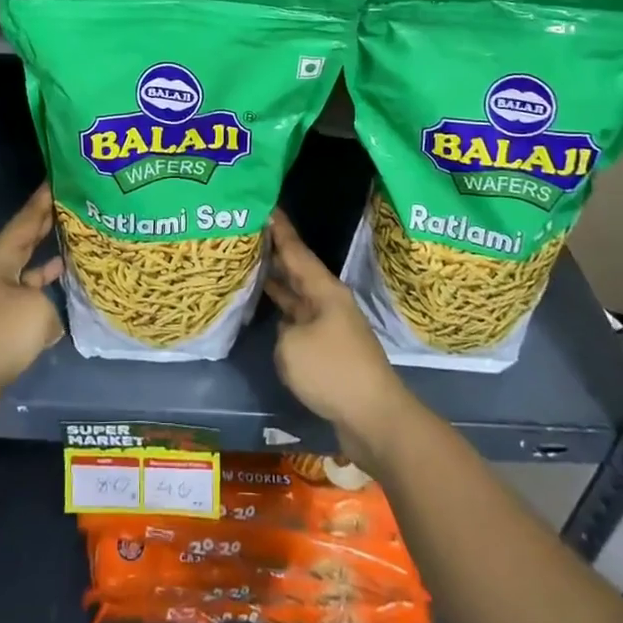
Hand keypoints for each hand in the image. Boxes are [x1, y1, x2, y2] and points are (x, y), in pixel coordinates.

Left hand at [0, 184, 65, 444]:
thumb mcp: (37, 311)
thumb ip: (51, 304)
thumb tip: (48, 318)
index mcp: (0, 259)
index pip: (26, 220)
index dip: (43, 200)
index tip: (59, 178)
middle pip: (26, 243)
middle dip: (47, 226)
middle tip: (75, 206)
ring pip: (29, 275)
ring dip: (50, 264)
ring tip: (77, 249)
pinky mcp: (0, 331)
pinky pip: (29, 306)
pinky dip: (47, 301)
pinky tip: (67, 301)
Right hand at [265, 207, 407, 466]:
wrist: (374, 418)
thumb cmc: (333, 372)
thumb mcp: (292, 346)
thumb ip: (281, 331)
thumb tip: (287, 332)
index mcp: (323, 290)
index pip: (296, 250)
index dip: (279, 229)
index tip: (266, 205)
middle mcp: (328, 302)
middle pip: (297, 270)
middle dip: (275, 252)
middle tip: (248, 232)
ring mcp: (330, 326)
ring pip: (297, 296)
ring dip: (277, 283)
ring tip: (250, 264)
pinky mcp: (329, 351)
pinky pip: (299, 321)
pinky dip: (282, 313)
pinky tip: (266, 310)